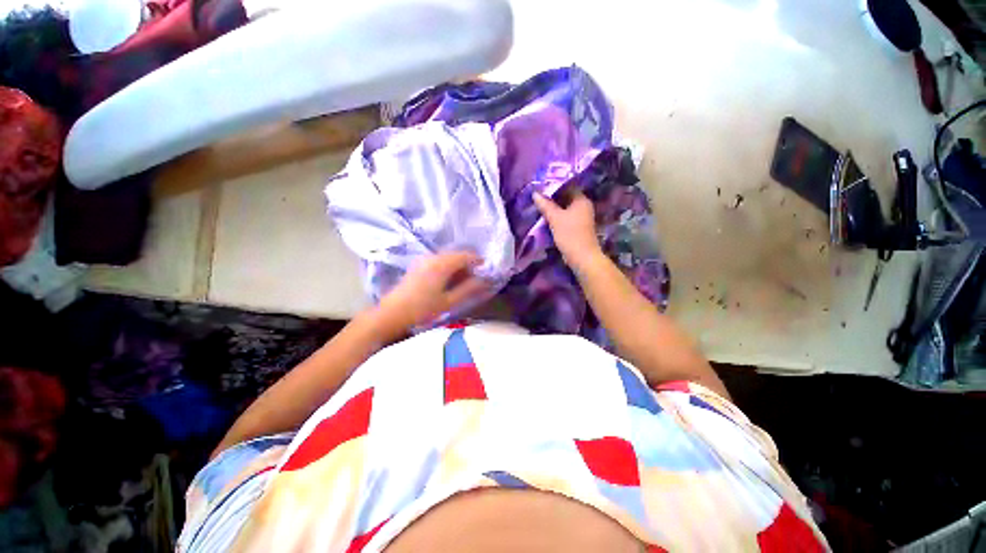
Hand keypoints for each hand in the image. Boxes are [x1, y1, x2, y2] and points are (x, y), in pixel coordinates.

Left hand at [377, 252, 488, 330]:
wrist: (392, 313)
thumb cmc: (422, 309)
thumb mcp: (449, 301)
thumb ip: (468, 289)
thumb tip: (484, 281)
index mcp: (442, 264)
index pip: (466, 255)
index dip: (478, 261)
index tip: (486, 271)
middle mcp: (433, 257)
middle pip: (457, 255)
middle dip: (469, 265)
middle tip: (476, 280)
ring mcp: (424, 260)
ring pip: (448, 258)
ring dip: (458, 267)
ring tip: (463, 283)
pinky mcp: (419, 265)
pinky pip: (439, 262)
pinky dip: (448, 269)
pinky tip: (449, 282)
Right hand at [533, 190, 602, 269]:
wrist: (582, 257)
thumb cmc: (570, 234)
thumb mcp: (555, 218)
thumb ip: (545, 205)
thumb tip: (535, 193)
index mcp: (582, 200)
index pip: (567, 187)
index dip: (554, 186)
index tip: (540, 187)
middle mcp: (584, 206)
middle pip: (566, 198)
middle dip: (552, 198)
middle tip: (537, 197)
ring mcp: (582, 218)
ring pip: (565, 209)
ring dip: (554, 209)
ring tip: (539, 207)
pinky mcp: (578, 227)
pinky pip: (566, 218)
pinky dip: (557, 217)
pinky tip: (547, 218)